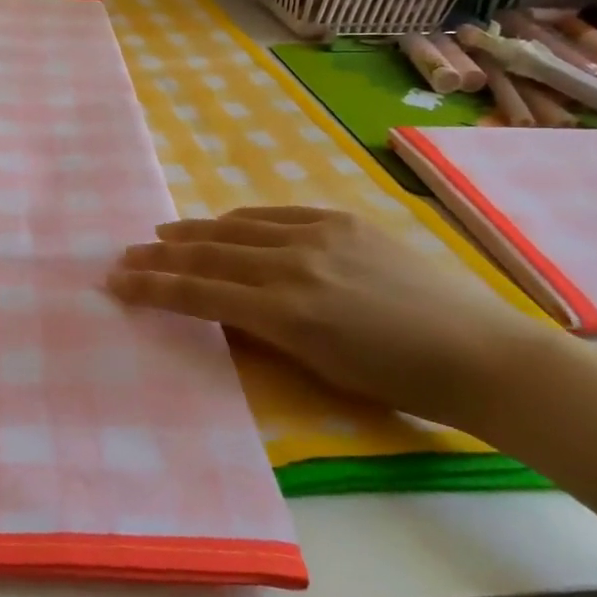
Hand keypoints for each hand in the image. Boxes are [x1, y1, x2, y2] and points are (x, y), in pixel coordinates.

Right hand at [107, 206, 561, 429]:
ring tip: (162, 234)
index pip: (198, 294)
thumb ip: (263, 332)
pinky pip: (275, 214)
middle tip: (125, 255)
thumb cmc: (399, 382)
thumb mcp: (319, 368)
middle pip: (207, 254)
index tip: (115, 281)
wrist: (481, 354)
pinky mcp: (342, 220)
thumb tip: (223, 308)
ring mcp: (318, 235)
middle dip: (159, 256)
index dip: (151, 287)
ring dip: (192, 232)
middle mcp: (293, 265)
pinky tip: (223, 223)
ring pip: (235, 228)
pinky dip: (239, 220)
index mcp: (286, 313)